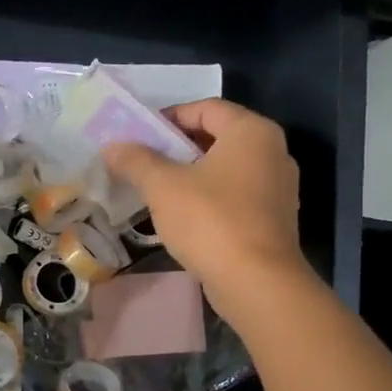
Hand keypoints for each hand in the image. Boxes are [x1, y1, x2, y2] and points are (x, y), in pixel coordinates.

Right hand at [101, 98, 309, 325]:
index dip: (169, 117)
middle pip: (217, 137)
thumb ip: (136, 160)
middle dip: (176, 147)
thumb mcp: (163, 186)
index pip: (205, 108)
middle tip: (142, 160)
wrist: (256, 283)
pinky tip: (182, 215)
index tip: (139, 135)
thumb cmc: (210, 220)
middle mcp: (273, 151)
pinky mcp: (274, 219)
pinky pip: (235, 194)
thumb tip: (113, 146)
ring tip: (156, 188)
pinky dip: (209, 196)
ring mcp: (278, 187)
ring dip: (191, 173)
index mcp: (251, 132)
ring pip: (226, 168)